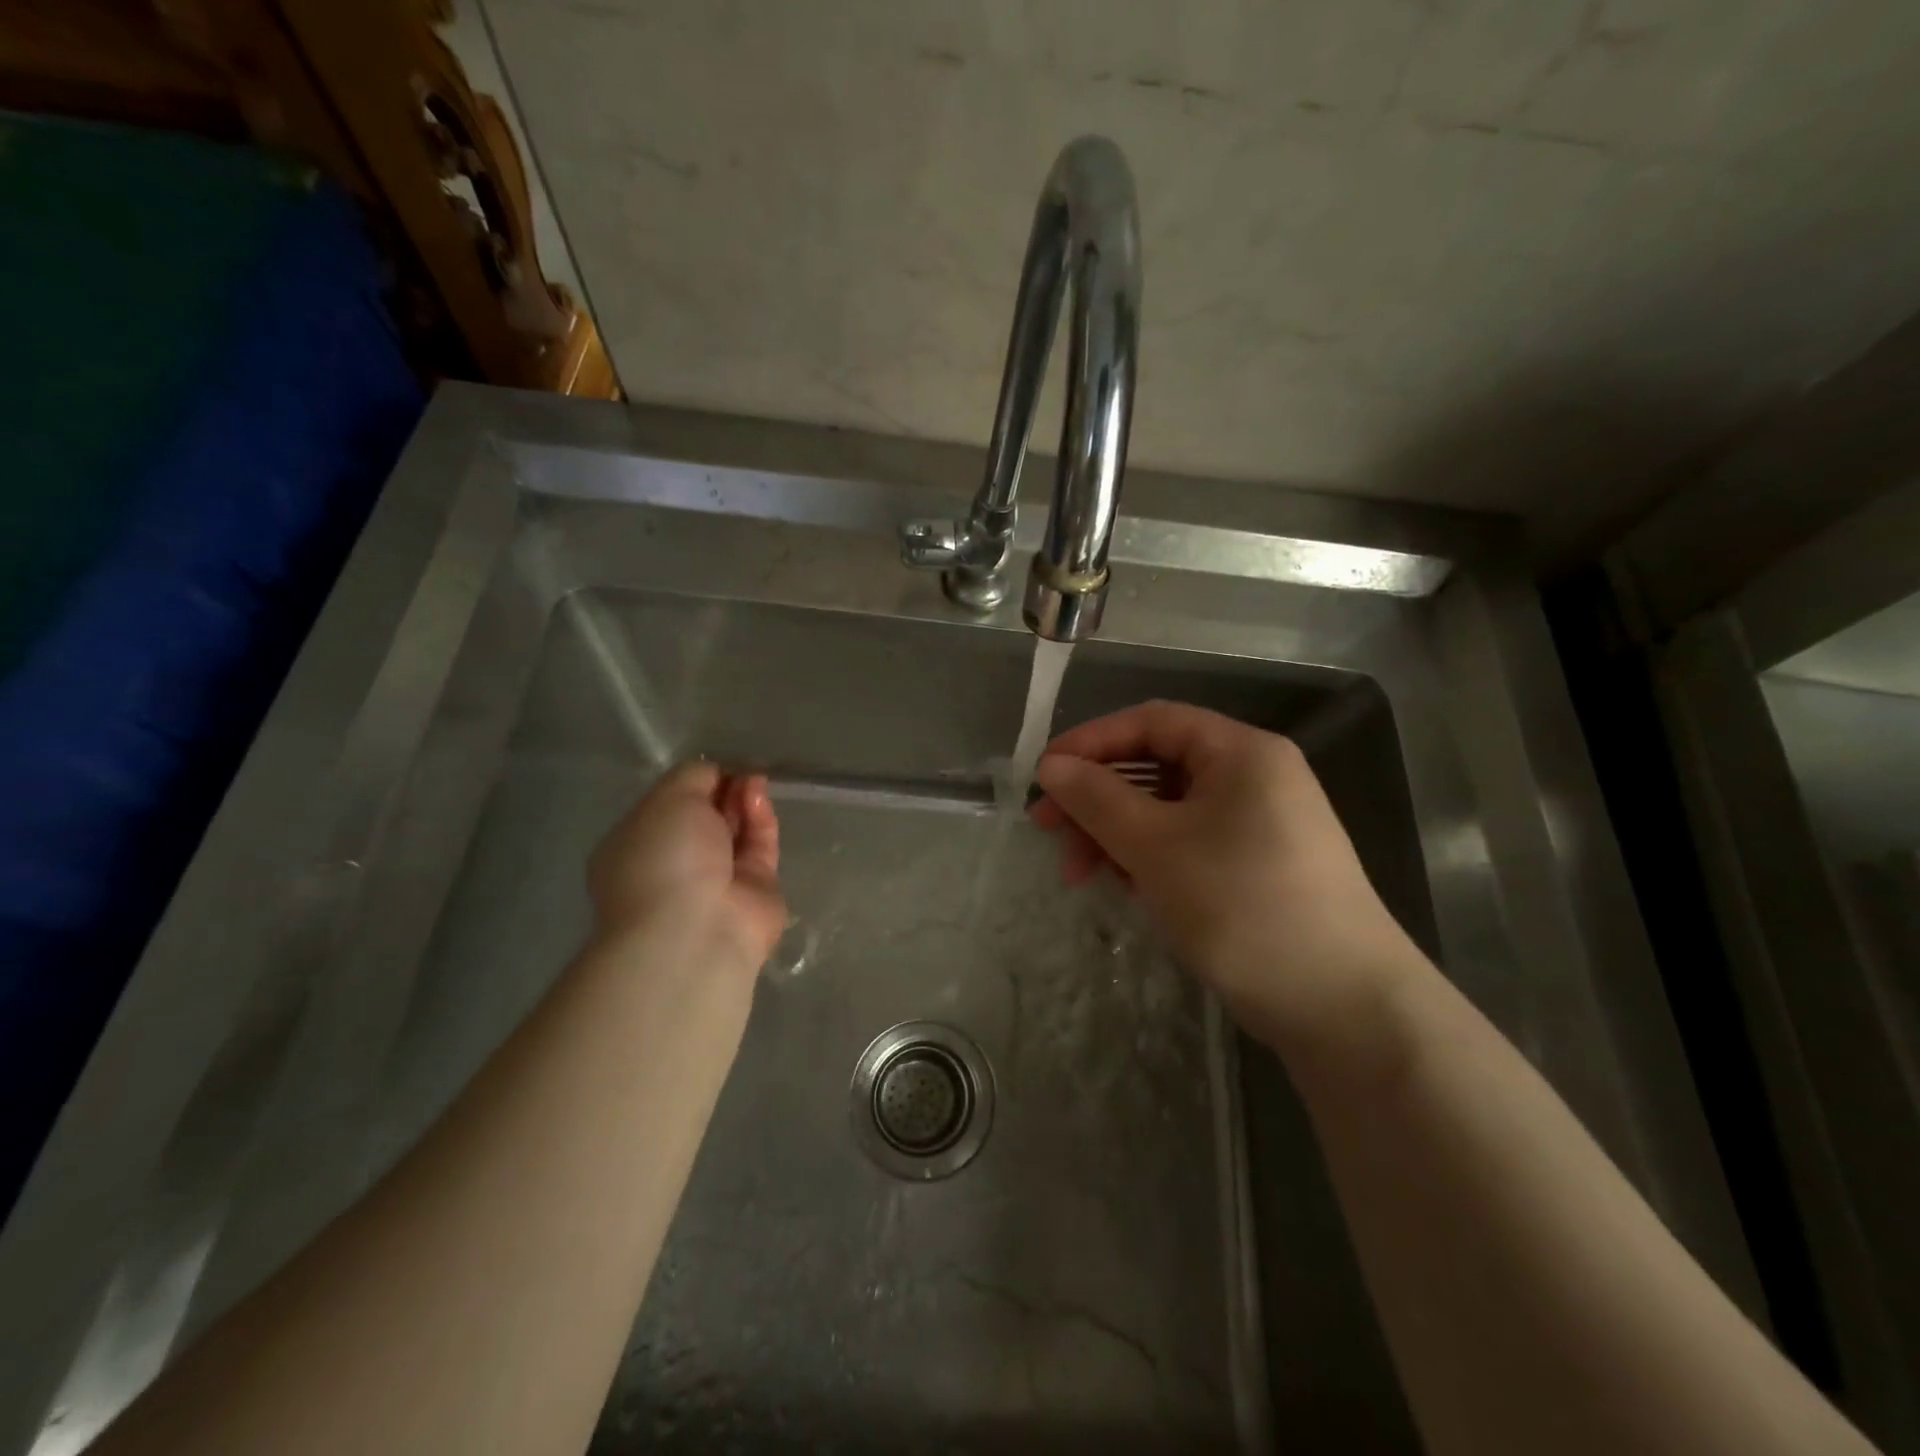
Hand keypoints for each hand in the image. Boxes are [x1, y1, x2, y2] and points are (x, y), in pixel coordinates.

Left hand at [588, 761, 787, 970]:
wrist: (697, 928)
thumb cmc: (664, 858)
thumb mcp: (668, 799)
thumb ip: (693, 777)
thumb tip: (716, 774)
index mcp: (638, 846)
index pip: (668, 807)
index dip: (692, 783)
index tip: (712, 767)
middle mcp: (676, 864)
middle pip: (706, 817)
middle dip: (722, 790)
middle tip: (739, 771)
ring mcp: (718, 879)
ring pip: (736, 830)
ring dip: (744, 800)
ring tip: (754, 780)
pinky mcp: (756, 888)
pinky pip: (760, 845)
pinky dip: (761, 819)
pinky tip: (759, 797)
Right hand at [1031, 701, 1428, 1058]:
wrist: (1342, 1007)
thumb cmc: (1242, 905)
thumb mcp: (1155, 846)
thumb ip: (1097, 798)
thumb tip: (1050, 765)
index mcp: (1241, 752)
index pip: (1152, 721)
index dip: (1091, 741)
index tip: (1043, 774)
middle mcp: (1254, 777)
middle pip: (1156, 766)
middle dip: (1097, 797)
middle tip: (1048, 831)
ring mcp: (1258, 824)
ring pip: (1168, 810)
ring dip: (1116, 833)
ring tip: (1079, 873)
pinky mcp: (1256, 867)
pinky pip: (1188, 843)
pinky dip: (1148, 857)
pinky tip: (1123, 887)